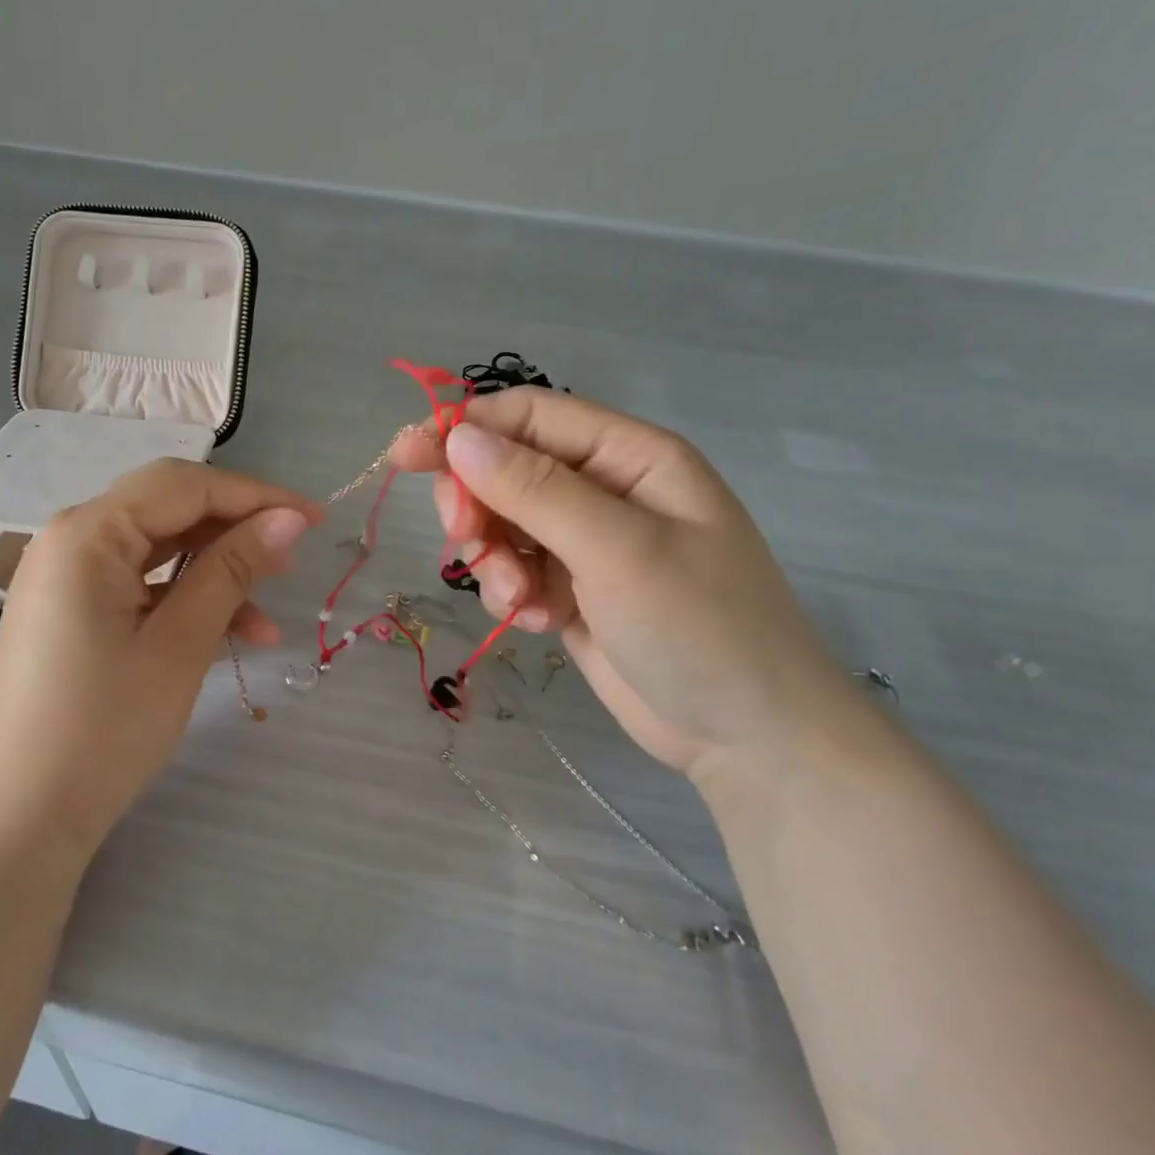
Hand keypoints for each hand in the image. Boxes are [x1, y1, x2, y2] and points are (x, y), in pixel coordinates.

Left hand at [0, 459, 318, 862]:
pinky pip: (139, 583)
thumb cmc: (105, 726)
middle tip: (291, 558)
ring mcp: (67, 575)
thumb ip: (233, 569)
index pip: (185, 486)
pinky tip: (229, 633)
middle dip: (235, 527)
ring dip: (215, 570)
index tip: (315, 518)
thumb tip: (289, 518)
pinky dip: (184, 598)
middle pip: (168, 508)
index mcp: (88, 532)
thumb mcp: (180, 643)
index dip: (256, 496)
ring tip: (267, 610)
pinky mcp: (72, 609)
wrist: (21, 814)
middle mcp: (70, 538)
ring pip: (157, 547)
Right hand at [390, 390, 867, 780]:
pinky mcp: (569, 588)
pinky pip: (512, 570)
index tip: (407, 456)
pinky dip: (510, 593)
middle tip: (465, 542)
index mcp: (629, 456)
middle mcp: (604, 489)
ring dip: (493, 560)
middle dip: (477, 505)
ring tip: (519, 600)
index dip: (466, 429)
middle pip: (504, 469)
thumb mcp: (619, 550)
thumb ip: (536, 489)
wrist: (747, 738)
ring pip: (500, 524)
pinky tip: (536, 622)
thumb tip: (459, 436)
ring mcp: (585, 542)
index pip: (531, 416)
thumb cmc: (700, 627)